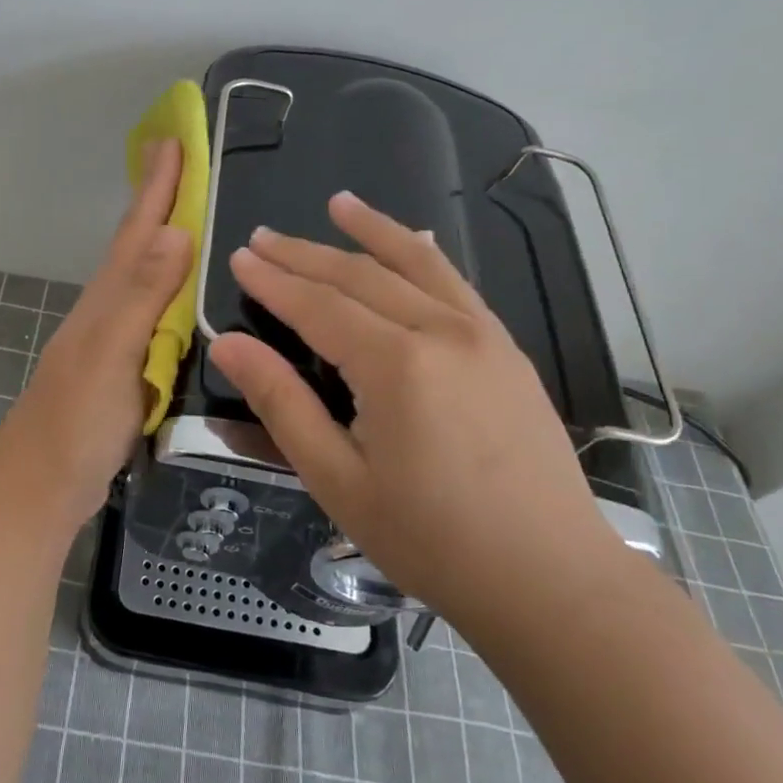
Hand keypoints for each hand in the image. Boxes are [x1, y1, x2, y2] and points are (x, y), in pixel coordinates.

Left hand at [0, 138, 191, 535]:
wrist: (39, 487)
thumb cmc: (74, 422)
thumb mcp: (111, 355)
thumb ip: (143, 296)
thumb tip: (176, 229)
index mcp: (108, 299)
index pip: (138, 230)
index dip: (157, 185)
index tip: (174, 137)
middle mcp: (108, 309)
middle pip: (137, 243)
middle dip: (159, 198)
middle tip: (182, 158)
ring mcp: (113, 339)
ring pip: (144, 275)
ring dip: (164, 239)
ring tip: (192, 214)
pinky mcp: (123, 368)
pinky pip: (153, 312)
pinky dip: (170, 289)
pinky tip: (184, 296)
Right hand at [207, 191, 627, 636]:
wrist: (552, 579)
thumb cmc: (431, 539)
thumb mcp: (337, 479)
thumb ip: (282, 402)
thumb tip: (230, 344)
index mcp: (395, 364)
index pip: (318, 305)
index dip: (273, 280)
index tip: (239, 257)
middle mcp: (440, 331)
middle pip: (359, 276)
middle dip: (305, 253)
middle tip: (263, 236)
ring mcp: (482, 335)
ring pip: (415, 265)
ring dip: (371, 231)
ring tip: (338, 203)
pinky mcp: (507, 349)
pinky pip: (456, 284)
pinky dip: (425, 255)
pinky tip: (413, 240)